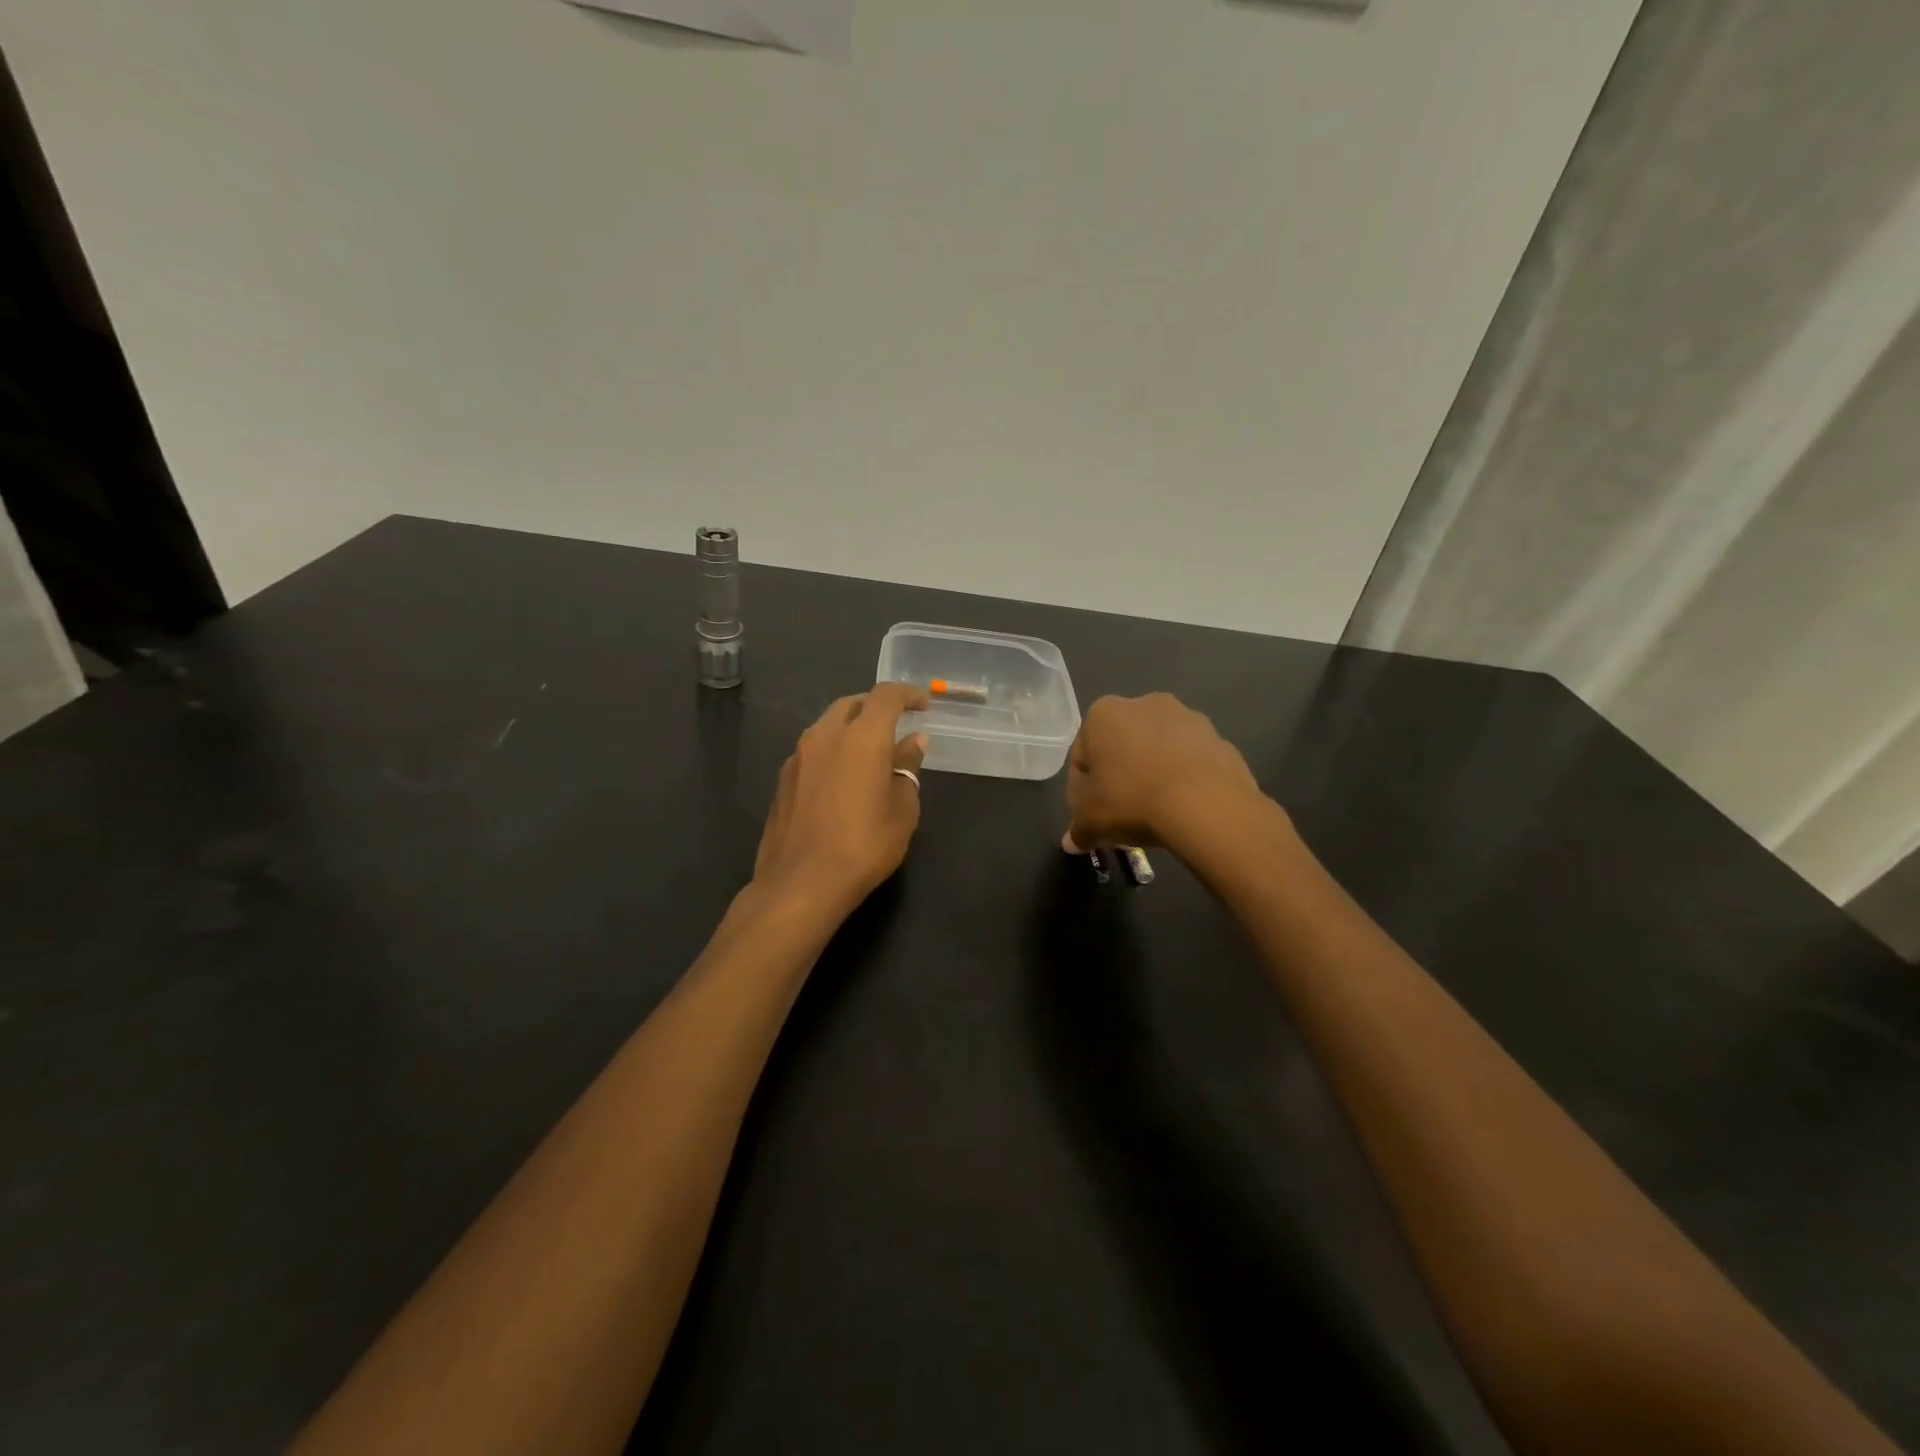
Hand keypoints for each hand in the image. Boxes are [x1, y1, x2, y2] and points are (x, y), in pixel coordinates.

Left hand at [754, 682, 929, 917]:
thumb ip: (908, 768)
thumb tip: (913, 742)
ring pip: (828, 725)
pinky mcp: (783, 779)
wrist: (800, 884)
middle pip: (852, 704)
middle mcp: (825, 735)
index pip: (886, 696)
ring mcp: (798, 756)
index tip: (924, 705)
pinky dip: (833, 751)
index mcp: (862, 737)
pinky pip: (813, 750)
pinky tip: (842, 780)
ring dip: (851, 729)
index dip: (908, 694)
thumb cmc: (863, 846)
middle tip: (896, 727)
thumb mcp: (902, 810)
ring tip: (870, 754)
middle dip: (876, 708)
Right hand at [1063, 692, 1264, 853]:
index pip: (1083, 754)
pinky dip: (1185, 779)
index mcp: (1104, 713)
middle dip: (1121, 775)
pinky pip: (1191, 761)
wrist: (1206, 806)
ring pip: (1159, 751)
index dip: (1084, 788)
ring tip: (1157, 813)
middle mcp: (1145, 703)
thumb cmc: (1132, 801)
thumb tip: (1074, 842)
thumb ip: (1077, 829)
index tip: (1094, 813)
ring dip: (1154, 774)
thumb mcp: (1089, 821)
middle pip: (1122, 747)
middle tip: (1123, 813)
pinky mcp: (1219, 738)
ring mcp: (1188, 718)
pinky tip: (1185, 808)